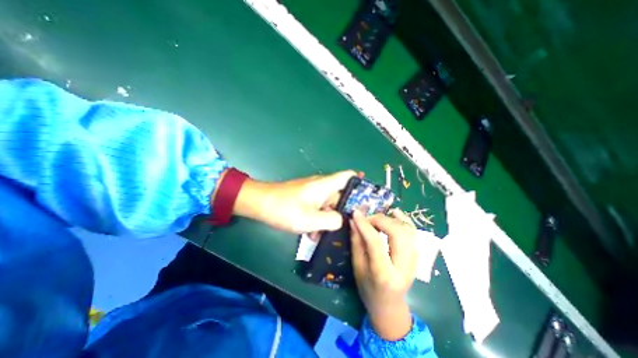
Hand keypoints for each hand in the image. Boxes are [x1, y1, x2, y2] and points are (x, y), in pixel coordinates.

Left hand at [233, 169, 355, 232]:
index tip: (367, 199)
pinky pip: (318, 208)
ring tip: (327, 236)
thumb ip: (332, 220)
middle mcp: (321, 186)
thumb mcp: (310, 219)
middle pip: (341, 195)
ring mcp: (313, 193)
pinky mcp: (305, 199)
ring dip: (329, 219)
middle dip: (345, 211)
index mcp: (325, 185)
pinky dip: (318, 220)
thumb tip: (343, 220)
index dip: (360, 183)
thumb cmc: (284, 209)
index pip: (348, 176)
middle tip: (350, 228)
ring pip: (329, 205)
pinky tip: (313, 235)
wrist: (259, 204)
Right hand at [348, 210, 419, 341]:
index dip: (365, 225)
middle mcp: (404, 266)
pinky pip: (413, 232)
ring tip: (376, 219)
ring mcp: (414, 261)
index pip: (376, 243)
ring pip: (407, 230)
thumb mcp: (357, 267)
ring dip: (390, 219)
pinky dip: (404, 220)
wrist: (390, 305)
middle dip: (380, 220)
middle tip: (367, 219)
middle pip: (397, 233)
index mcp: (384, 275)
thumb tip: (354, 221)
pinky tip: (395, 212)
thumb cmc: (368, 289)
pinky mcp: (417, 255)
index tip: (355, 213)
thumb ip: (356, 243)